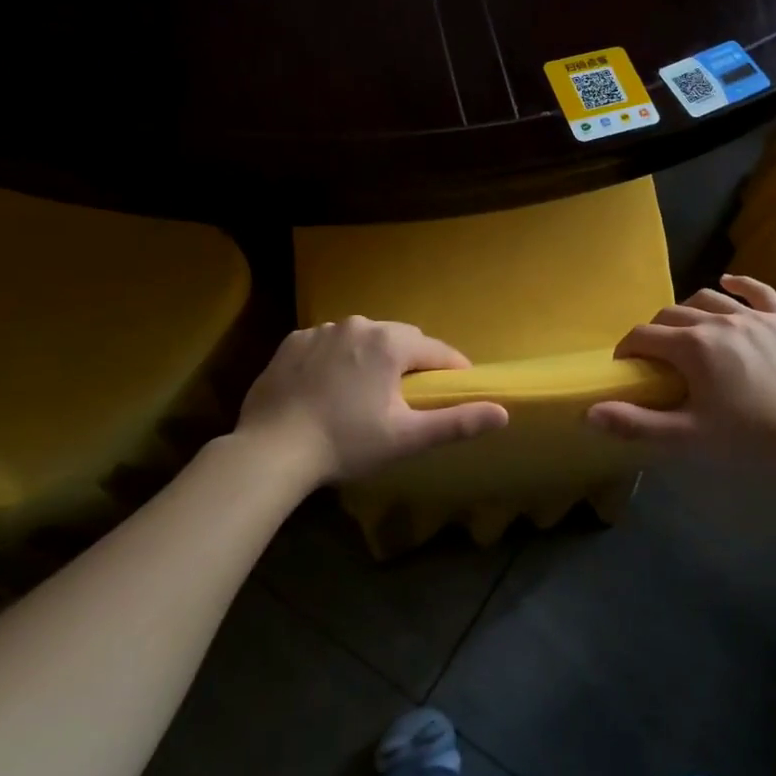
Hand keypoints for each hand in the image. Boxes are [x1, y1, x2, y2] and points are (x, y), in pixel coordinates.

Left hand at [237, 318, 507, 484]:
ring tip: (368, 390)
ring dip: (373, 357)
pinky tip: (330, 386)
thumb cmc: (346, 443)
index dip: (452, 368)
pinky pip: (328, 344)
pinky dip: (337, 358)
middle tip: (411, 393)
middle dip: (411, 360)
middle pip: (399, 338)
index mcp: (389, 343)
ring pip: (362, 338)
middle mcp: (358, 325)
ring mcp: (321, 331)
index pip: (435, 350)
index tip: (457, 385)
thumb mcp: (406, 437)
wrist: (271, 450)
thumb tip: (504, 412)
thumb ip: (456, 422)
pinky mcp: (292, 343)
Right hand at [587, 275, 775, 458]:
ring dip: (690, 310)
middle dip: (656, 331)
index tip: (625, 366)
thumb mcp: (684, 437)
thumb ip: (635, 423)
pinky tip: (730, 281)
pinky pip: (760, 292)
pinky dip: (741, 284)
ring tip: (687, 329)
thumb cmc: (743, 442)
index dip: (627, 349)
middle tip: (655, 358)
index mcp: (691, 346)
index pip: (644, 336)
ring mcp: (754, 318)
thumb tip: (590, 412)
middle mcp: (719, 321)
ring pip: (710, 298)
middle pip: (672, 314)